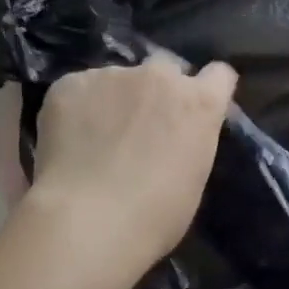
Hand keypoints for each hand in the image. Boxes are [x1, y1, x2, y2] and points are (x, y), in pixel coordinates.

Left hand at [27, 55, 237, 275]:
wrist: (90, 221)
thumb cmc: (155, 217)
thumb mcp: (193, 180)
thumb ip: (190, 143)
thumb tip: (175, 139)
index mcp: (199, 104)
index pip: (219, 75)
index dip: (209, 90)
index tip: (198, 110)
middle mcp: (159, 77)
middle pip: (166, 67)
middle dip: (160, 89)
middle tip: (145, 126)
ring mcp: (111, 75)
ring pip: (117, 79)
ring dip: (115, 99)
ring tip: (98, 138)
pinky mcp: (69, 84)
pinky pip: (79, 90)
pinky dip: (78, 109)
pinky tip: (71, 141)